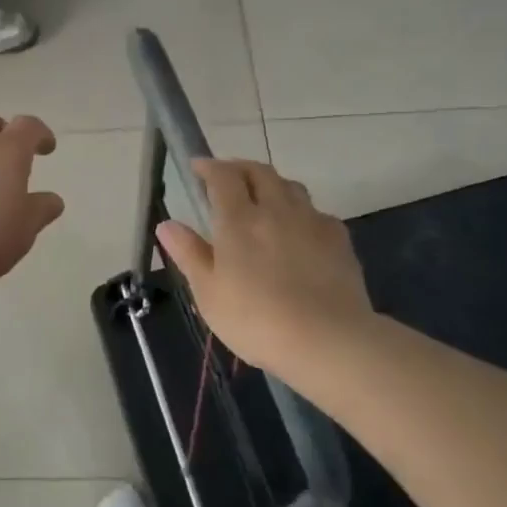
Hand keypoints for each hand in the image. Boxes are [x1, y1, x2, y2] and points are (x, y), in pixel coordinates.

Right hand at [157, 159, 371, 374]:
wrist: (327, 340)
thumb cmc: (255, 319)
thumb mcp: (208, 292)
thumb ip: (188, 254)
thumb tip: (167, 224)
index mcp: (239, 220)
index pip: (223, 176)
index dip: (209, 167)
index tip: (197, 166)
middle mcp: (276, 210)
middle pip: (260, 172)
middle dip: (239, 168)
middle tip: (226, 178)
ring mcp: (311, 222)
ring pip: (290, 187)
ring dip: (271, 184)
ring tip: (261, 199)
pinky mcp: (339, 240)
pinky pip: (316, 212)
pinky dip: (300, 211)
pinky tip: (297, 231)